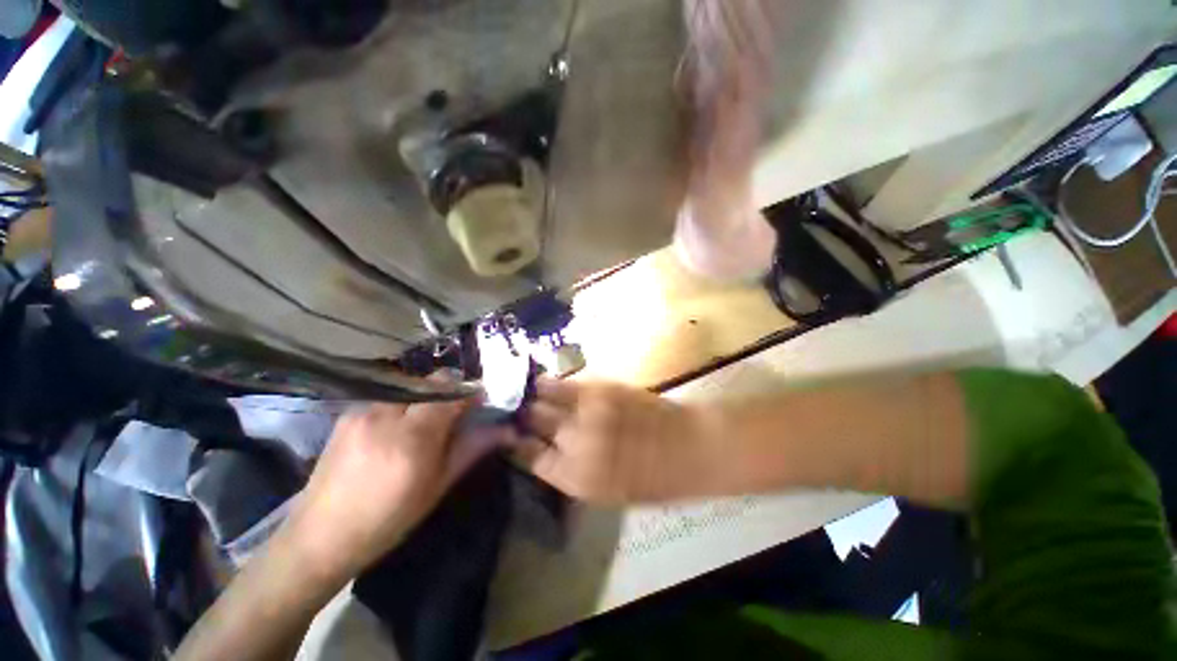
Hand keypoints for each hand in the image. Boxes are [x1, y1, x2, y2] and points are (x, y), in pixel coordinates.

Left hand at [281, 396, 509, 582]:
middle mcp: (386, 414)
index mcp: (413, 437)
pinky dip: (405, 403)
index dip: (471, 393)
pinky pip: (389, 395)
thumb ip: (473, 448)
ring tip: (427, 423)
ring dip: (428, 396)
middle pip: (433, 381)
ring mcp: (362, 410)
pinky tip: (399, 428)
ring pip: (412, 385)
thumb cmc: (389, 518)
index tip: (481, 404)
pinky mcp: (348, 412)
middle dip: (452, 390)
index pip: (453, 392)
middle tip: (457, 414)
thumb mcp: (438, 486)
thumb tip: (508, 429)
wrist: (320, 537)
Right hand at [514, 378, 721, 503]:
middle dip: (519, 417)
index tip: (507, 434)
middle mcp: (574, 446)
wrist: (689, 447)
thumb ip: (576, 472)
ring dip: (528, 397)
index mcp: (576, 480)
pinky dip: (548, 382)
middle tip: (511, 409)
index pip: (530, 458)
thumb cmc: (654, 478)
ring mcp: (585, 414)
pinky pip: (563, 385)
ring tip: (518, 391)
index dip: (515, 444)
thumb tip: (549, 452)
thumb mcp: (610, 491)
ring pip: (542, 401)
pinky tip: (539, 380)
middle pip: (532, 425)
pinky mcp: (598, 390)